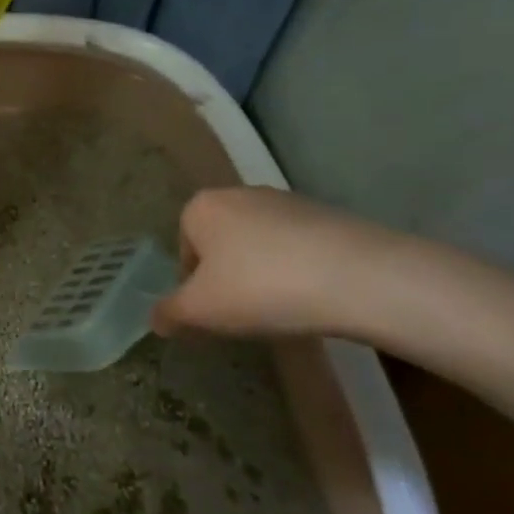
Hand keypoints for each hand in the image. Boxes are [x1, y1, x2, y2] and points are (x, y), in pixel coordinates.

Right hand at [149, 187, 397, 340]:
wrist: (358, 277)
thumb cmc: (260, 287)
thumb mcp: (201, 310)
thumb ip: (170, 313)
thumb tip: (155, 320)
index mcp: (201, 207)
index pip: (184, 249)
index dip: (194, 285)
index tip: (214, 311)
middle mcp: (238, 193)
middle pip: (221, 244)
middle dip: (228, 276)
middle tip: (244, 312)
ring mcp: (286, 201)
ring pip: (259, 245)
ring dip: (263, 273)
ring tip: (282, 308)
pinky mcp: (327, 214)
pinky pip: (297, 247)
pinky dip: (297, 269)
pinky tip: (313, 296)